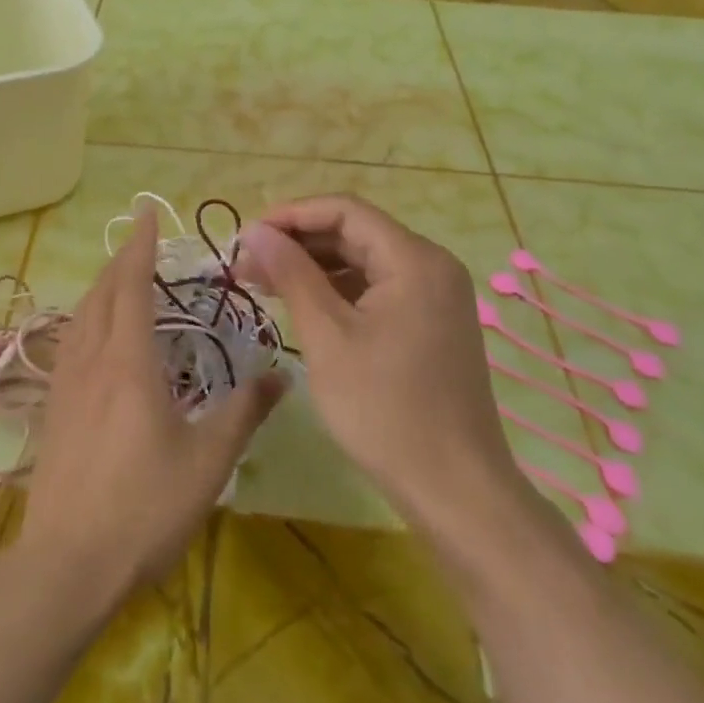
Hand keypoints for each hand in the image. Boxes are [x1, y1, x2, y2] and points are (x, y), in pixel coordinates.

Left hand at [17, 207, 284, 600]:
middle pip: (102, 293)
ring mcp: (66, 384)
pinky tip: (92, 333)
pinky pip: (70, 341)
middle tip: (140, 237)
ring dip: (101, 285)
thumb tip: (282, 375)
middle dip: (121, 258)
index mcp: (130, 362)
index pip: (133, 285)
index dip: (141, 246)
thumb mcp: (208, 462)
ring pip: (81, 315)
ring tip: (119, 275)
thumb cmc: (143, 508)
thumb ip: (244, 413)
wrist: (67, 563)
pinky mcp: (53, 408)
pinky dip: (86, 317)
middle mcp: (92, 360)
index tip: (146, 212)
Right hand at [239, 196, 526, 534]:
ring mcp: (436, 296)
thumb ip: (291, 274)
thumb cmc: (386, 410)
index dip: (291, 215)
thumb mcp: (327, 337)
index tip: (247, 236)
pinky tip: (304, 308)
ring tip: (264, 285)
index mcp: (414, 259)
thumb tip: (255, 231)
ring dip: (314, 268)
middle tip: (247, 265)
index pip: (345, 210)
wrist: (456, 492)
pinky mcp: (432, 324)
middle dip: (298, 243)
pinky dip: (339, 292)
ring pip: (364, 262)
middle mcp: (432, 266)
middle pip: (355, 233)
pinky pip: (378, 289)